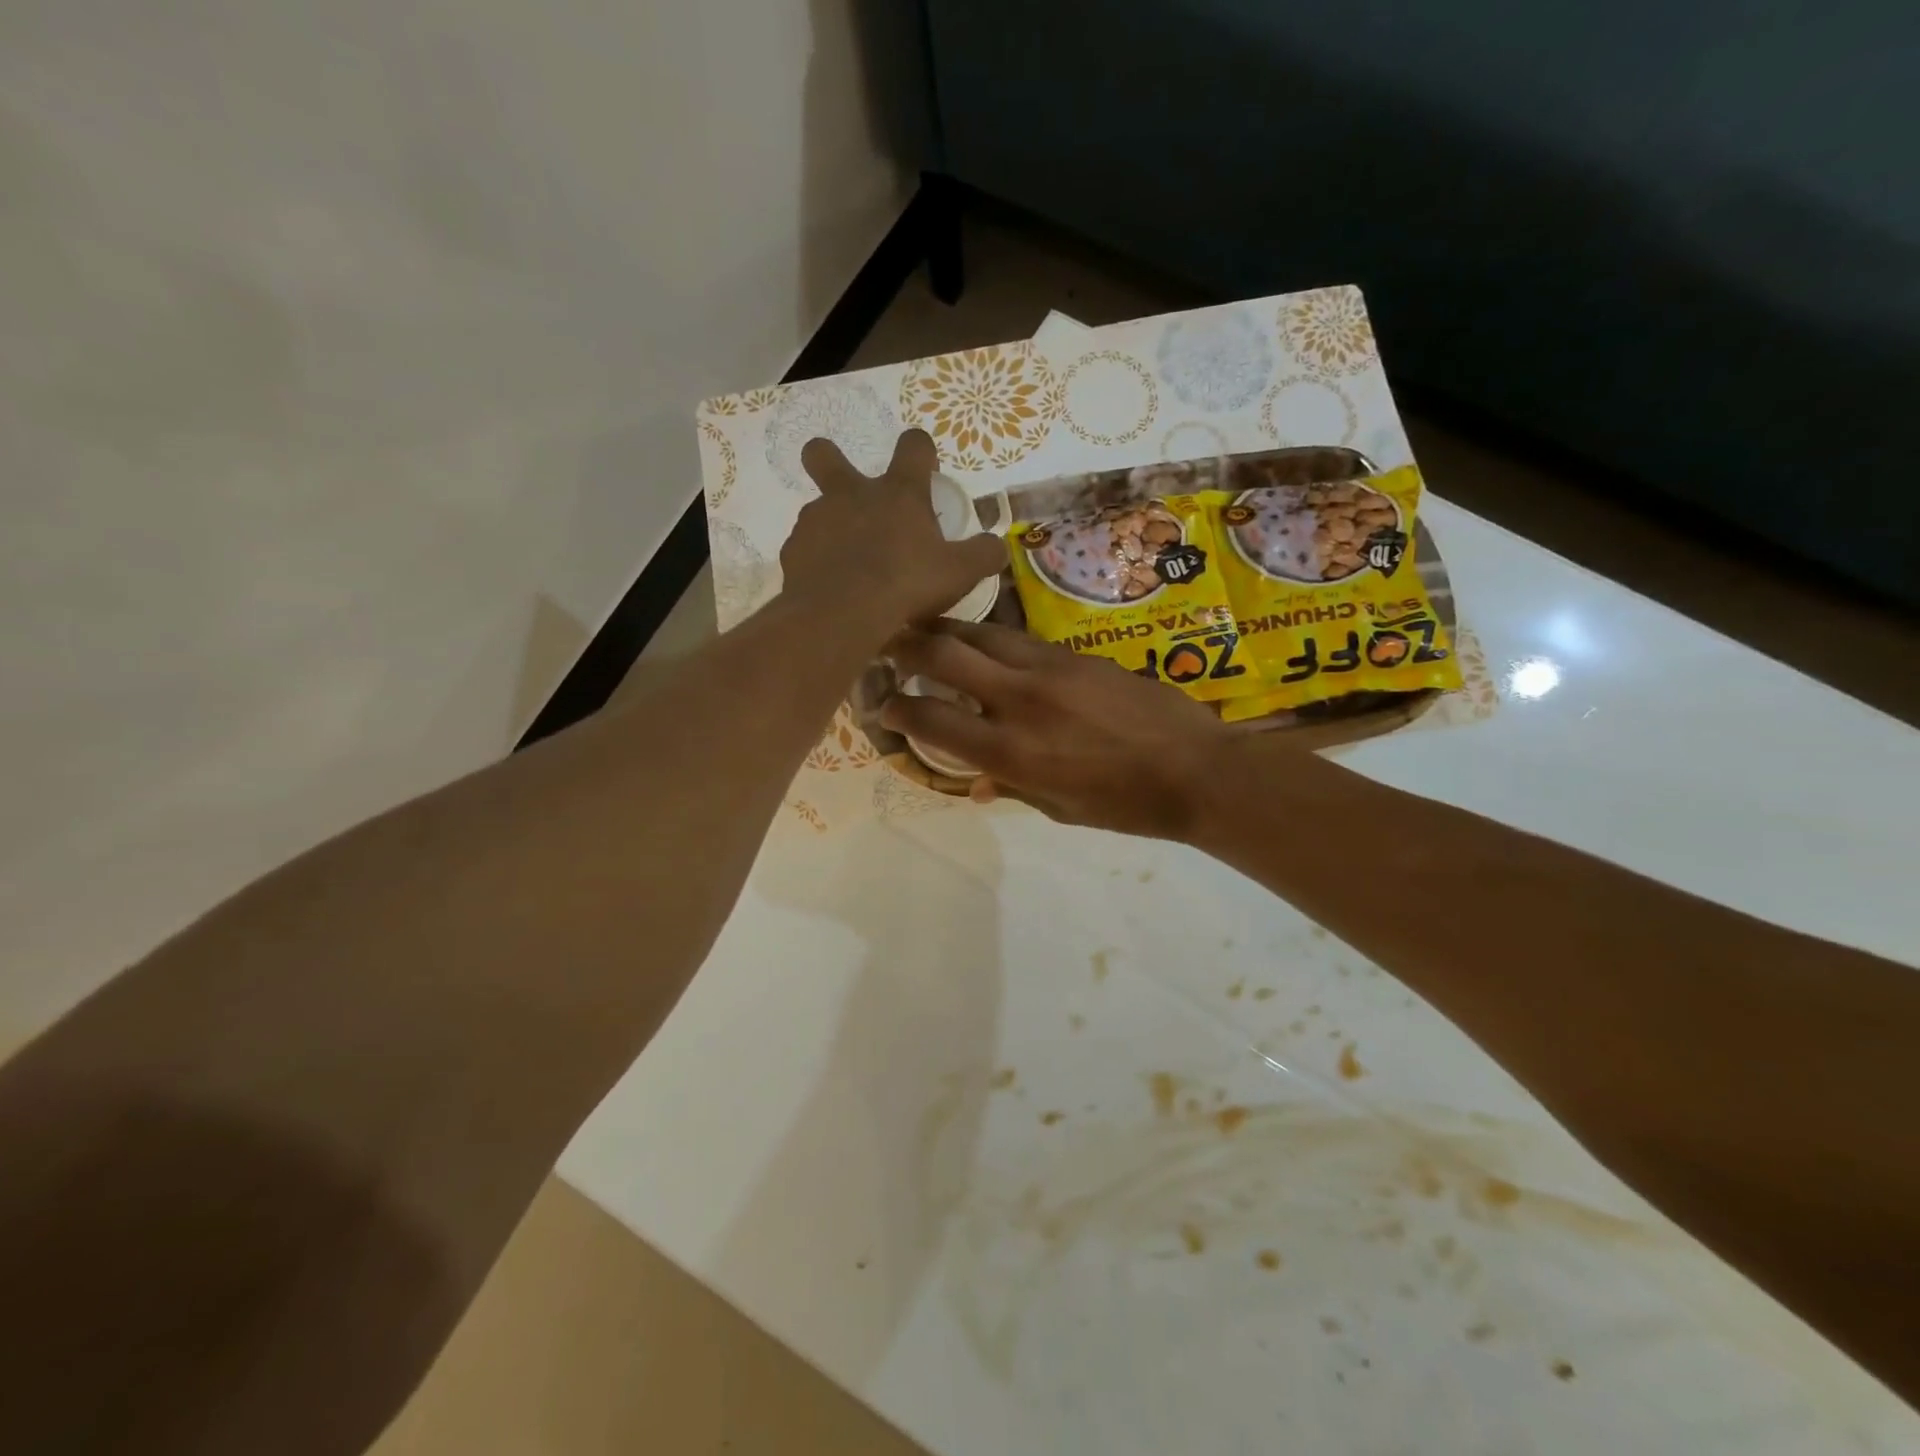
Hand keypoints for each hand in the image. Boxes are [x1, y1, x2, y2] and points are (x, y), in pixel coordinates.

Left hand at [781, 430, 1006, 626]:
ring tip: (849, 565)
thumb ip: (983, 555)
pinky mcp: (792, 552)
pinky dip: (817, 563)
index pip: (913, 447)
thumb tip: (998, 547)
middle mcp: (851, 495)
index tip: (925, 467)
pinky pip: (805, 550)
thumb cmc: (907, 583)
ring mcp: (816, 520)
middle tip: (845, 486)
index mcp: (898, 493)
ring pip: (817, 509)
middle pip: (825, 455)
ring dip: (831, 527)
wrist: (842, 613)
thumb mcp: (960, 572)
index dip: (920, 450)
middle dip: (829, 460)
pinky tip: (830, 588)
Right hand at [880, 619, 1233, 839]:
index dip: (897, 710)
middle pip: (945, 654)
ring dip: (946, 630)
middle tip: (886, 641)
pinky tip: (985, 644)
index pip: (932, 720)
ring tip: (927, 630)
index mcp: (1011, 751)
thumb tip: (977, 784)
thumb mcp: (1059, 807)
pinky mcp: (1077, 654)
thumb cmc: (1124, 805)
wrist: (1196, 770)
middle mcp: (1020, 700)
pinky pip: (1020, 639)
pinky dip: (991, 640)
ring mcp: (1050, 669)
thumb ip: (1012, 786)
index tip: (882, 706)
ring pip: (981, 633)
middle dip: (905, 644)